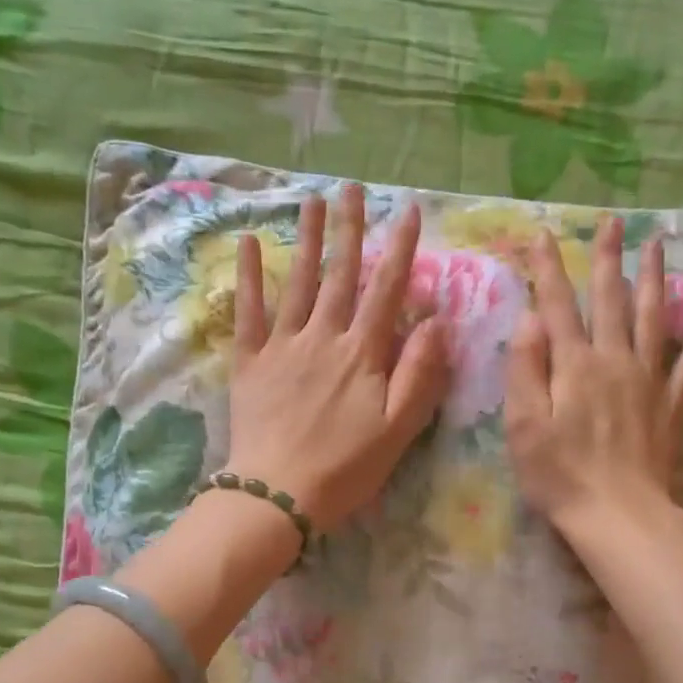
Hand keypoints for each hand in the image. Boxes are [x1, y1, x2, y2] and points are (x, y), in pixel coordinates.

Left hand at [224, 185, 450, 531]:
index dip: (400, 248)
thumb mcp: (398, 429)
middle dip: (349, 228)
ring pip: (297, 282)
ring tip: (311, 200)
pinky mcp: (250, 362)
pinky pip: (248, 312)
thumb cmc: (345, 469)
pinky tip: (246, 244)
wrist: (278, 495)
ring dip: (306, 239)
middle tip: (352, 187)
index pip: (387, 290)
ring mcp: (282, 346)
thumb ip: (419, 373)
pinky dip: (248, 277)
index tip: (409, 209)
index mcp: (362, 354)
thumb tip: (436, 321)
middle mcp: (323, 337)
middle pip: (340, 274)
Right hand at [505, 217, 682, 543]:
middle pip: (610, 299)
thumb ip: (525, 368)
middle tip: (612, 221)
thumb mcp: (523, 425)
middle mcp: (614, 360)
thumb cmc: (560, 475)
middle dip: (607, 258)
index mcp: (574, 365)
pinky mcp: (672, 403)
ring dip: (653, 277)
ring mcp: (649, 380)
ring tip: (657, 243)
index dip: (549, 270)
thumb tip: (531, 319)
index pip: (557, 306)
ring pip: (651, 317)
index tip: (544, 235)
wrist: (618, 515)